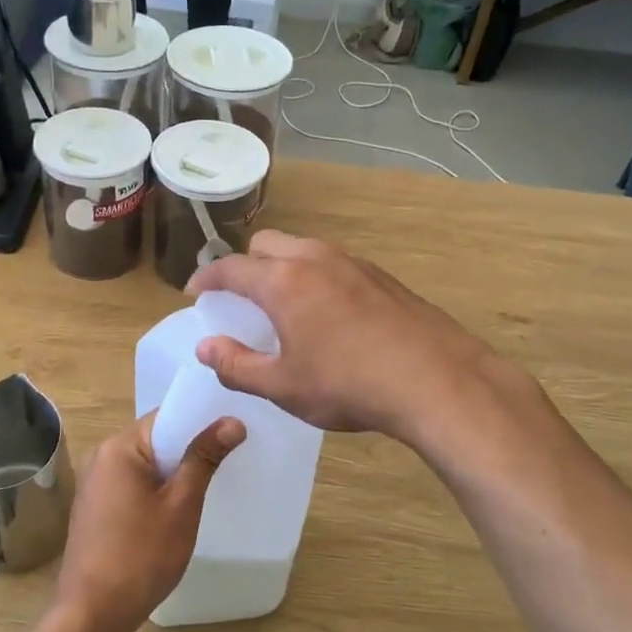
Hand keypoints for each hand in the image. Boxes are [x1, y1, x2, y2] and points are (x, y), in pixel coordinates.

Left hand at [55, 413, 244, 631]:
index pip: (166, 417)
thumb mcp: (181, 506)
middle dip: (190, 447)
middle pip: (155, 439)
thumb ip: (204, 459)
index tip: (233, 429)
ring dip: (174, 471)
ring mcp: (95, 483)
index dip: (201, 421)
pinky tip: (178, 507)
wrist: (92, 613)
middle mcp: (102, 456)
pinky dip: (156, 489)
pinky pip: (132, 484)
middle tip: (230, 455)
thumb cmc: (141, 556)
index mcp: (120, 447)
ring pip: (145, 464)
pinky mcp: (96, 507)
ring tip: (211, 480)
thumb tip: (232, 421)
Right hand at [186, 231, 534, 444]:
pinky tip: (329, 316)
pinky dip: (315, 277)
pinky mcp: (382, 277)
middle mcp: (315, 259)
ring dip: (282, 268)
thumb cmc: (348, 385)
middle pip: (266, 244)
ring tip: (284, 307)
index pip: (230, 268)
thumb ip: (237, 365)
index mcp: (283, 281)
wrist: (437, 381)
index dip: (206, 279)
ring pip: (303, 249)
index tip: (194, 294)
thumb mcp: (283, 386)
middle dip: (245, 265)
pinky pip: (333, 264)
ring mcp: (353, 263)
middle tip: (241, 301)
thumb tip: (206, 347)